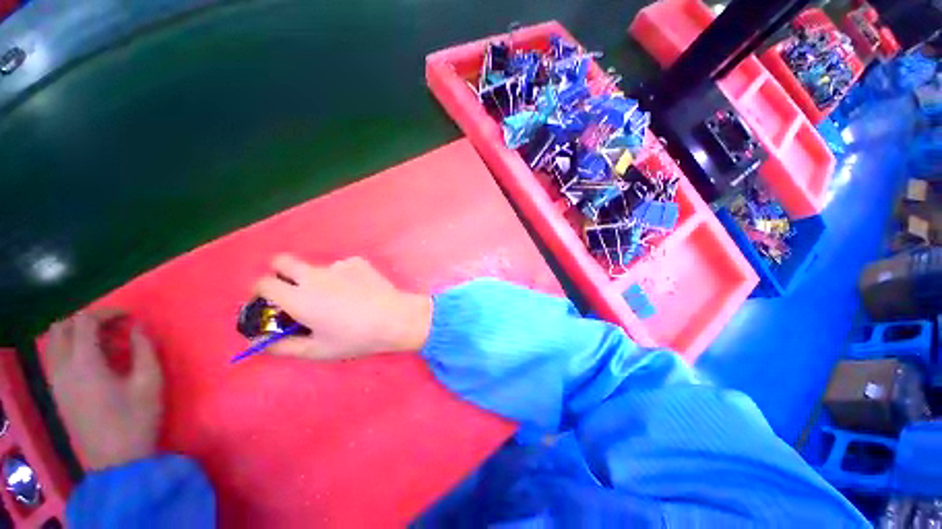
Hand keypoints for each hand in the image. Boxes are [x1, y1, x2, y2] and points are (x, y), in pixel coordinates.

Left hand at [46, 311, 163, 470]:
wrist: (116, 461)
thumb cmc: (136, 419)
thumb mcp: (150, 382)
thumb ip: (144, 350)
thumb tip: (139, 327)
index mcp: (84, 364)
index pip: (85, 322)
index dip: (107, 313)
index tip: (129, 317)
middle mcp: (63, 368)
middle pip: (63, 327)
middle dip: (88, 320)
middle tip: (114, 327)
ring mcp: (57, 381)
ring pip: (54, 342)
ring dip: (76, 333)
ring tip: (104, 342)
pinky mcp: (58, 392)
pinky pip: (55, 357)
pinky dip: (70, 348)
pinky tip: (92, 360)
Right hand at [253, 254, 432, 359]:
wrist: (395, 318)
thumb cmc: (355, 338)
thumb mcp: (317, 350)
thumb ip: (282, 346)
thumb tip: (259, 340)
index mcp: (298, 297)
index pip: (263, 282)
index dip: (261, 291)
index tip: (269, 301)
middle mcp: (314, 276)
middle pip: (282, 261)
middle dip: (280, 273)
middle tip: (293, 291)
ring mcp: (338, 265)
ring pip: (317, 267)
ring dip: (318, 279)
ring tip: (339, 298)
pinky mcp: (357, 262)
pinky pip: (342, 267)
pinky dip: (343, 277)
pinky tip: (359, 291)